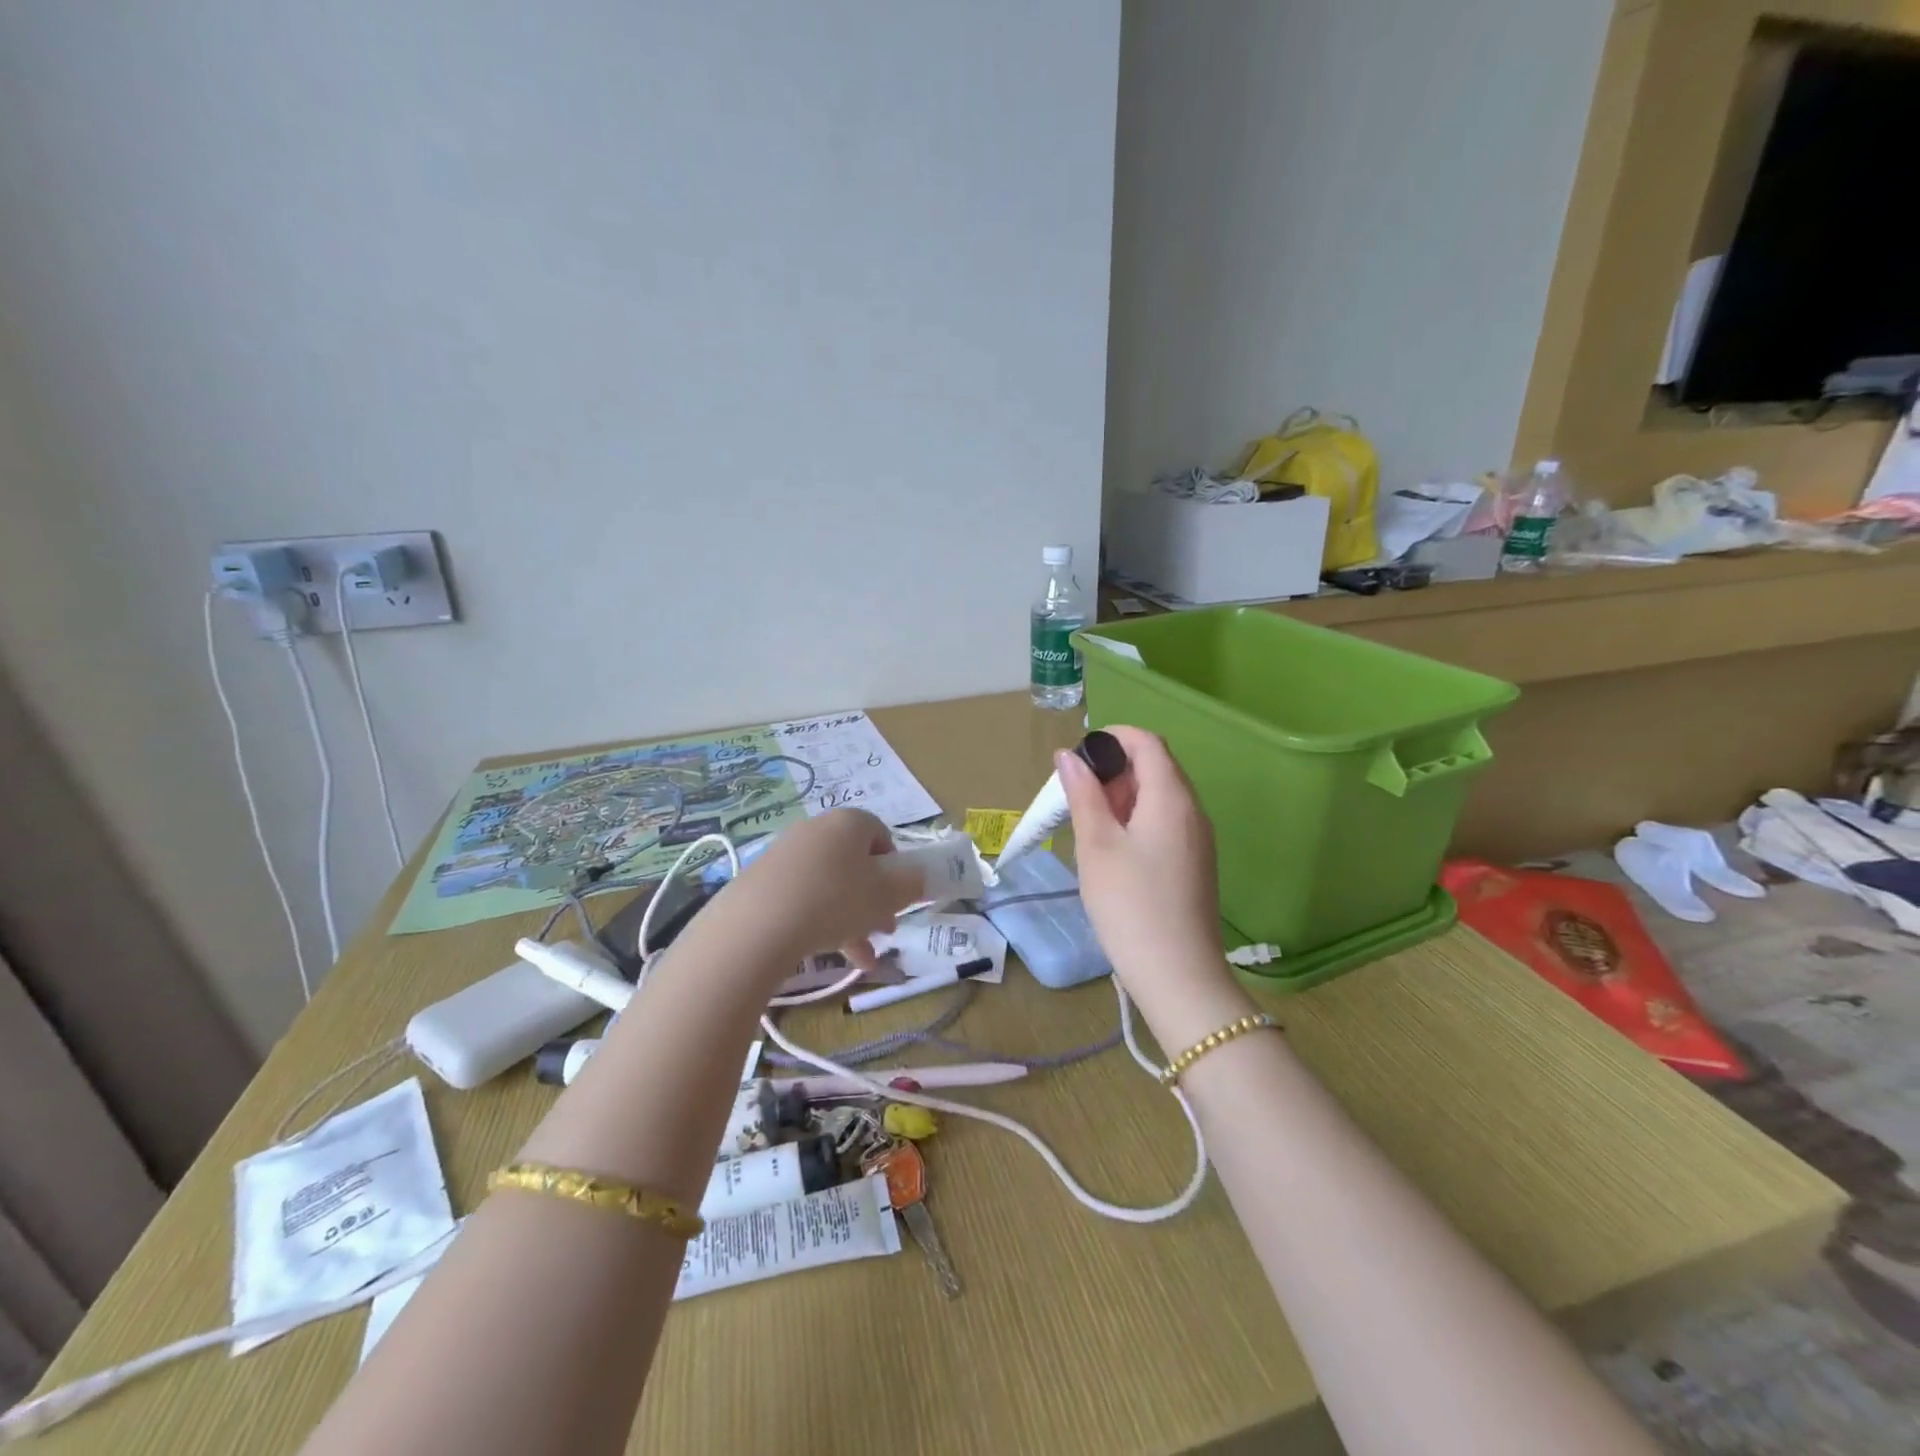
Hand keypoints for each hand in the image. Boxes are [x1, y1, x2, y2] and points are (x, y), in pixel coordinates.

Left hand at [717, 809, 923, 979]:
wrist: (758, 924)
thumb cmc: (836, 900)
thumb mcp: (887, 895)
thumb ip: (912, 884)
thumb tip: (918, 877)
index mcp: (850, 822)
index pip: (881, 834)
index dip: (895, 867)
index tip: (897, 897)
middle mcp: (817, 829)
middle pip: (855, 863)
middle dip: (873, 899)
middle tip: (883, 930)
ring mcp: (786, 853)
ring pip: (830, 885)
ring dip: (850, 919)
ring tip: (861, 958)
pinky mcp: (762, 879)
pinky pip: (802, 897)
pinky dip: (818, 922)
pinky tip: (825, 953)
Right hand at [1059, 727, 1252, 1041]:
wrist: (1179, 977)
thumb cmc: (1131, 905)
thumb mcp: (1097, 846)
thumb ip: (1084, 794)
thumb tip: (1068, 755)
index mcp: (1172, 797)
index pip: (1147, 742)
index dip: (1112, 738)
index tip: (1078, 758)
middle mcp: (1193, 810)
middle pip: (1156, 767)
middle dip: (1114, 769)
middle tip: (1076, 796)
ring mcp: (1198, 839)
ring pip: (1160, 796)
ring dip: (1123, 797)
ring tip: (1089, 823)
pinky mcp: (1194, 863)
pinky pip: (1166, 822)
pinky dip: (1137, 820)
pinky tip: (1112, 850)